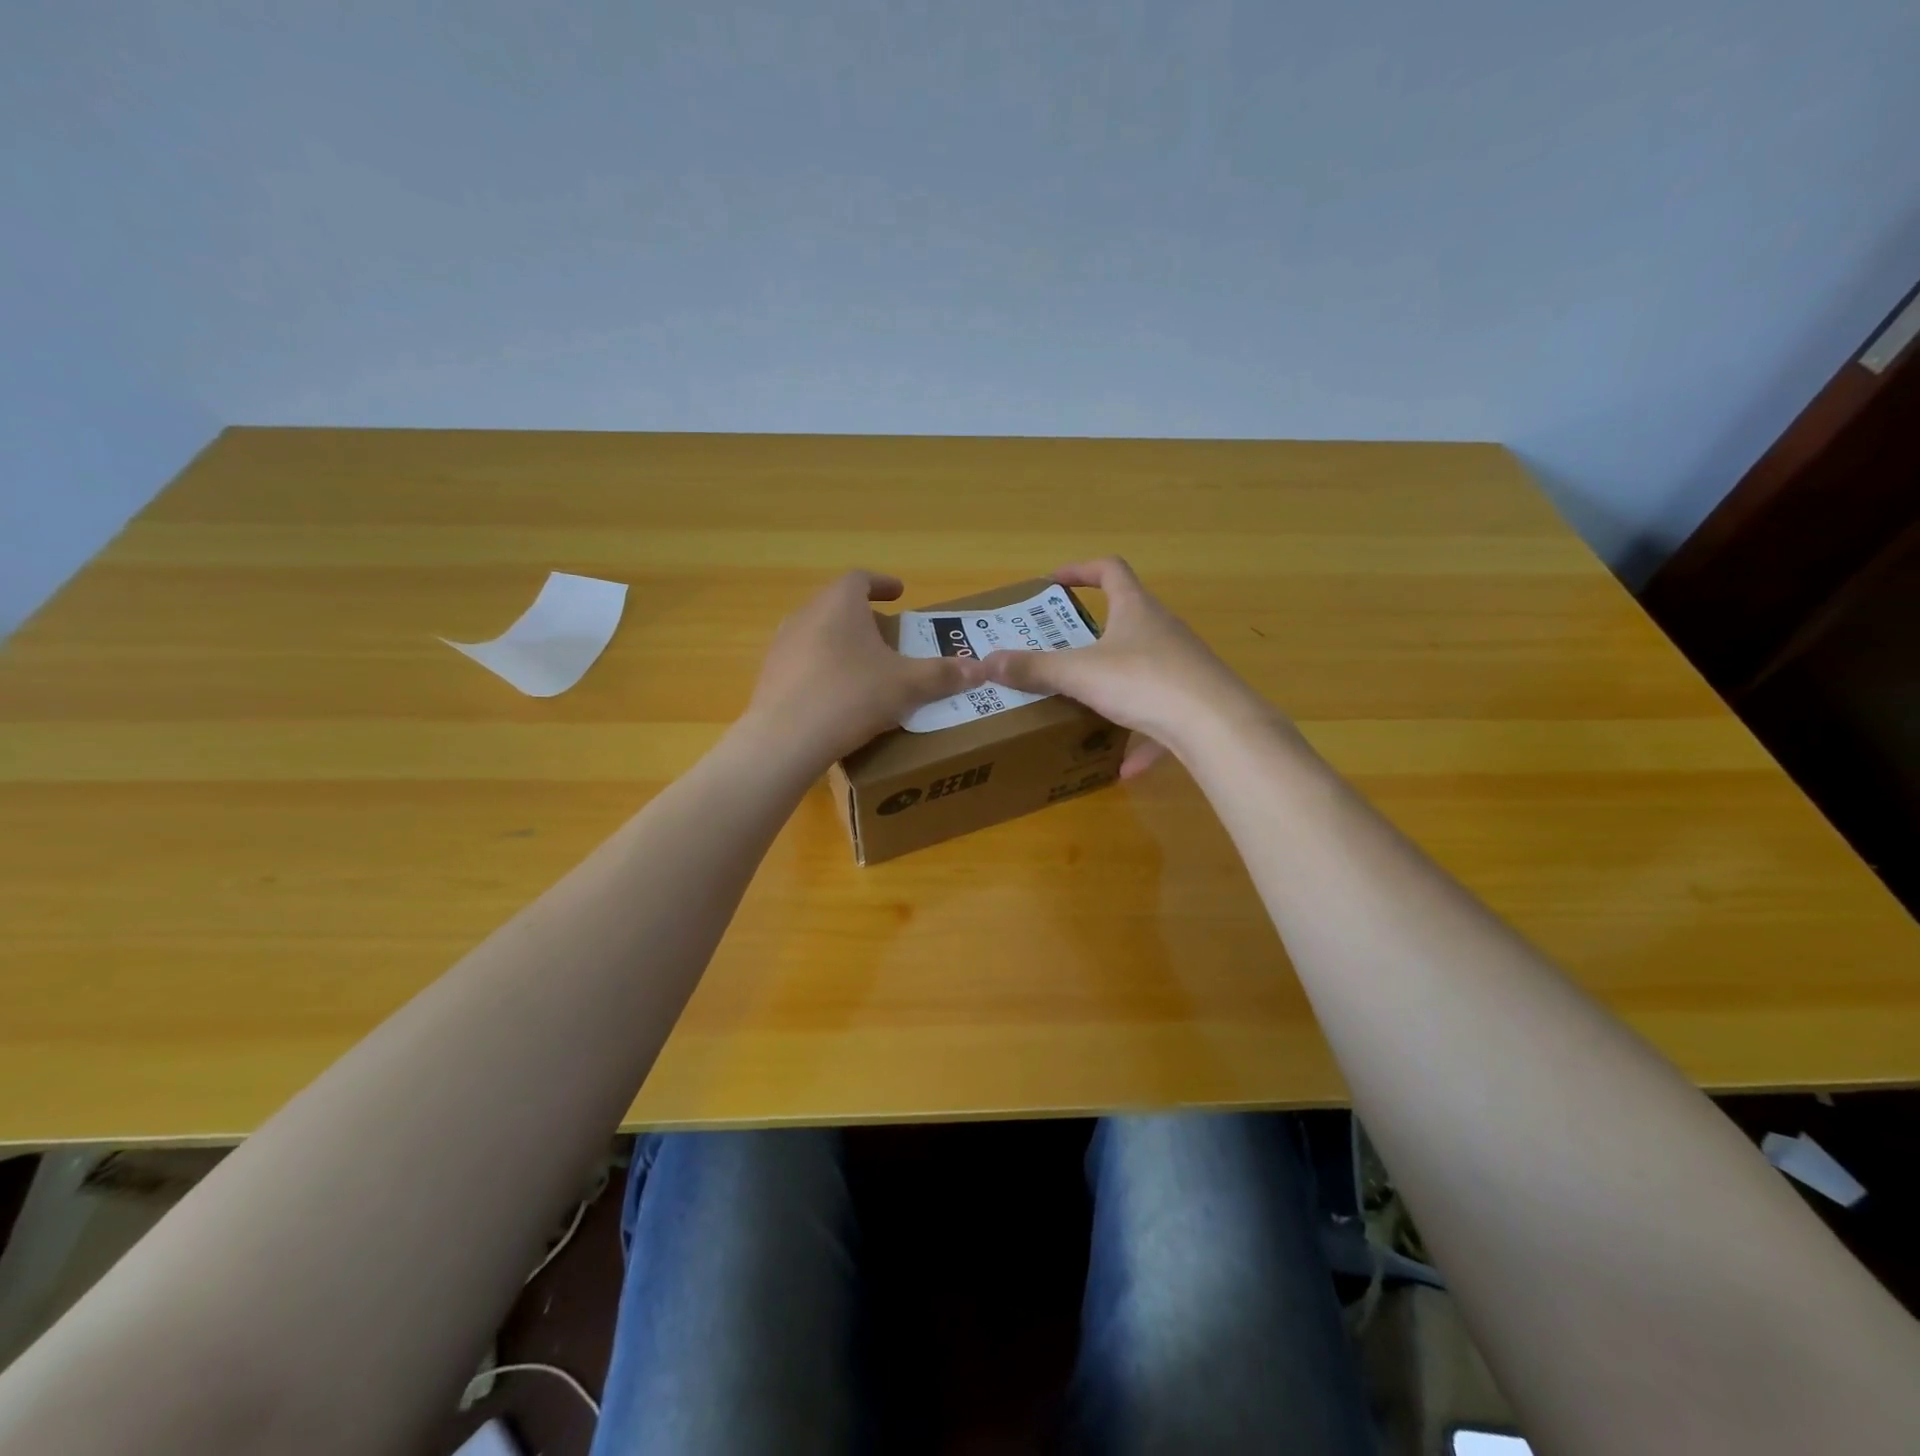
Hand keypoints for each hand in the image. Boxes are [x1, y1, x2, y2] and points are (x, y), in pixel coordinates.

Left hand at [745, 570, 987, 764]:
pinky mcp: (770, 676)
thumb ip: (942, 674)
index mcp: (839, 604)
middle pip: (838, 605)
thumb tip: (980, 670)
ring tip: (865, 666)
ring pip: (818, 633)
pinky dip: (824, 668)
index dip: (882, 584)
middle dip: (865, 617)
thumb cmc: (851, 696)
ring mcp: (782, 645)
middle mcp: (805, 615)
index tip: (900, 593)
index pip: (860, 579)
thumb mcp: (906, 686)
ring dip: (843, 643)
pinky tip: (837, 695)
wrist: (785, 740)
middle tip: (889, 636)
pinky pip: (803, 662)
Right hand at [980, 557, 1267, 776]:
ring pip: (1143, 669)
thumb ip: (1034, 669)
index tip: (1053, 583)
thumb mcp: (1080, 674)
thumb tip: (985, 663)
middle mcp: (1162, 630)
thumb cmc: (1144, 682)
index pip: (1110, 570)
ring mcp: (1182, 666)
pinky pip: (1161, 717)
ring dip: (1115, 685)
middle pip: (1127, 618)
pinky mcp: (1194, 703)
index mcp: (1136, 610)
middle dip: (1092, 633)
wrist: (1216, 726)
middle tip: (1059, 649)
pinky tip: (1123, 768)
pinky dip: (1141, 738)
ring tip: (1086, 706)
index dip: (1080, 570)